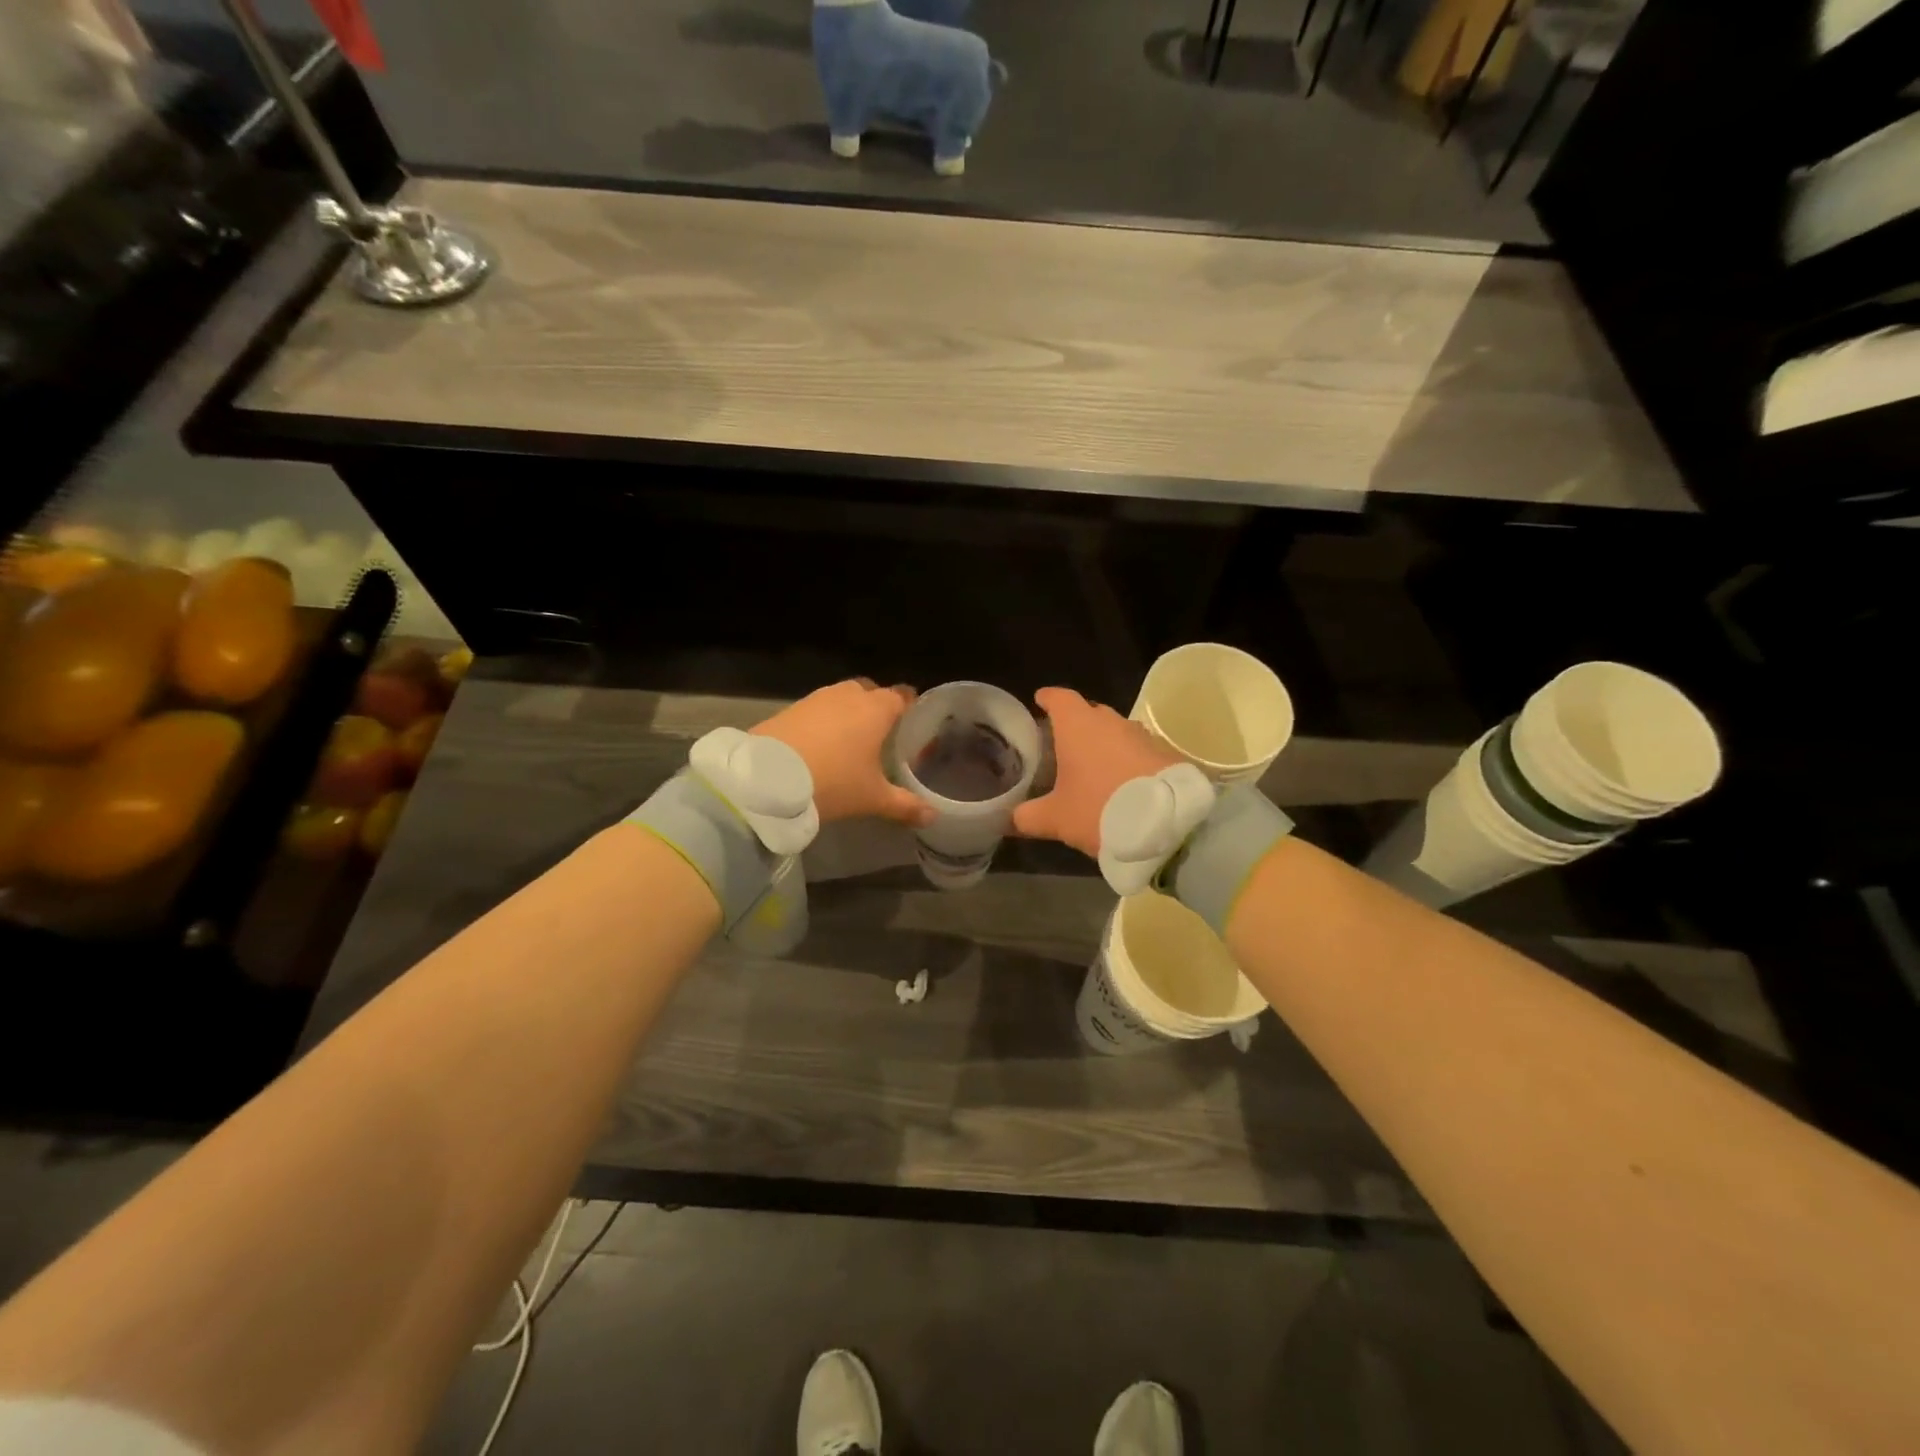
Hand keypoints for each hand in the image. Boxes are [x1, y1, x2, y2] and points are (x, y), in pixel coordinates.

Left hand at [753, 679, 932, 826]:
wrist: (768, 777)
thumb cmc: (833, 781)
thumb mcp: (872, 798)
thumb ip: (905, 805)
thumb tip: (933, 816)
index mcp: (876, 709)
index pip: (903, 696)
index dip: (911, 707)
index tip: (915, 724)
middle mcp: (849, 695)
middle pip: (871, 692)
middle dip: (878, 708)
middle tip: (882, 736)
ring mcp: (817, 698)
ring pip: (842, 698)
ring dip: (848, 714)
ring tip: (850, 742)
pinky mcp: (791, 708)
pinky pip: (817, 709)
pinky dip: (823, 722)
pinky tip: (821, 746)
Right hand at [1013, 687, 1180, 857]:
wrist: (1168, 825)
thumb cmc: (1100, 810)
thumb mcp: (1056, 819)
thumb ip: (1027, 816)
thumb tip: (1008, 819)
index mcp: (1078, 726)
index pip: (1059, 698)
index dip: (1048, 699)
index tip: (1040, 701)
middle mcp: (1111, 722)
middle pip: (1089, 712)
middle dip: (1076, 723)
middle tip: (1063, 743)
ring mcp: (1142, 736)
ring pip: (1116, 731)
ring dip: (1104, 743)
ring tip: (1093, 765)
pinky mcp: (1166, 754)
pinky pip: (1138, 750)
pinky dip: (1127, 760)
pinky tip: (1123, 781)